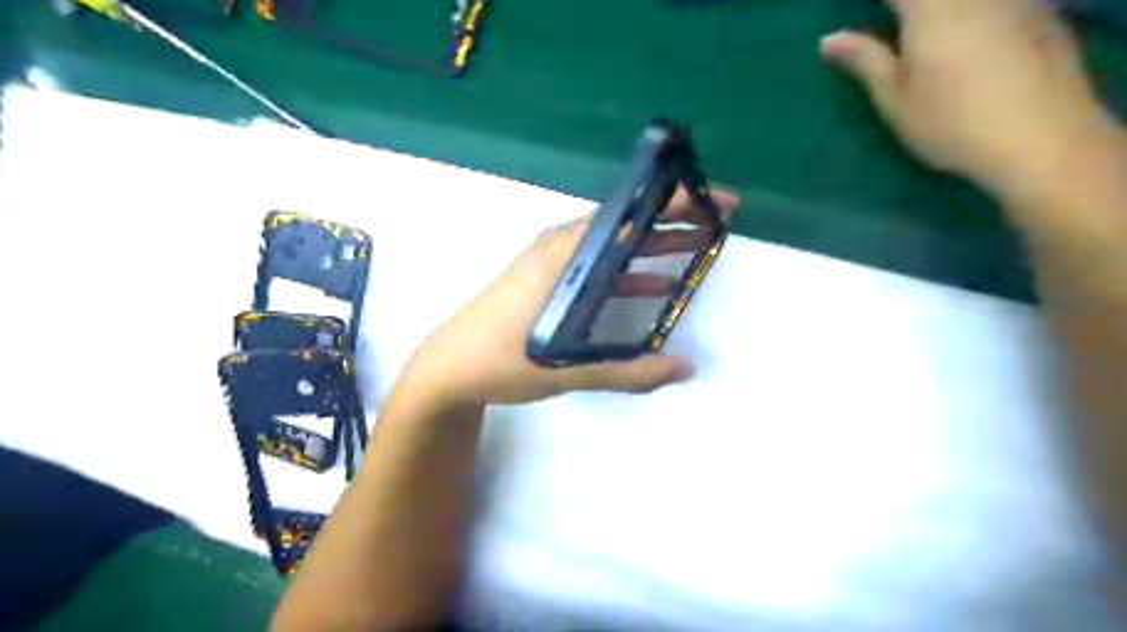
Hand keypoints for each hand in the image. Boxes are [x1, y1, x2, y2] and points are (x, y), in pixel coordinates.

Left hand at [395, 187, 741, 407]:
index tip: (713, 200)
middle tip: (719, 219)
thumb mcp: (564, 368)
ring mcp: (555, 264)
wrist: (448, 370)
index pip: (625, 215)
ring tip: (699, 247)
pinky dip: (630, 273)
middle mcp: (560, 248)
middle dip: (673, 219)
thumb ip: (627, 371)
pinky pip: (600, 268)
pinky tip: (657, 287)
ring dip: (654, 246)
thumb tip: (685, 368)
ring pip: (614, 247)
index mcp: (563, 254)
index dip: (672, 202)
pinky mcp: (552, 282)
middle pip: (624, 225)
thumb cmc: (500, 361)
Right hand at [827, 0, 1112, 200]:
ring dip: (939, 13)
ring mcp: (1014, 1)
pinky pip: (1000, 4)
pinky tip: (970, 44)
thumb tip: (828, 40)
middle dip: (906, 6)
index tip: (857, 13)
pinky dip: (974, 15)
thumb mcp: (895, 99)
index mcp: (931, 11)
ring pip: (965, 0)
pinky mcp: (1042, 13)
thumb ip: (864, 61)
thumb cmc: (949, 123)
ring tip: (924, 39)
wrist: (1038, 137)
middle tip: (889, 25)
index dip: (876, 2)